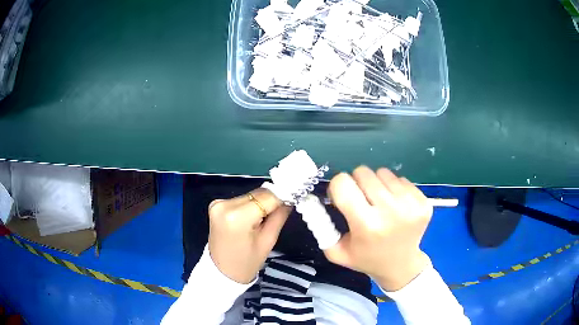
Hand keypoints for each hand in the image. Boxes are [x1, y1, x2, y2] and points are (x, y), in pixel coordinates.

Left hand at [208, 188, 290, 283]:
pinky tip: (252, 218)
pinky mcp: (216, 204)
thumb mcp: (268, 241)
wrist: (222, 271)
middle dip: (271, 200)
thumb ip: (279, 216)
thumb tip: (290, 198)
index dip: (282, 196)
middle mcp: (224, 205)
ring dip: (260, 203)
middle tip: (283, 209)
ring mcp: (218, 203)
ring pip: (250, 195)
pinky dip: (250, 205)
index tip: (294, 198)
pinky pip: (240, 199)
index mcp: (237, 217)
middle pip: (257, 194)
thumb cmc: (247, 262)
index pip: (267, 197)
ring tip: (265, 218)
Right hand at [324, 166, 432, 290]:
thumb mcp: (336, 251)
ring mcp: (411, 205)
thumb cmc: (366, 258)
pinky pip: (401, 179)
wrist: (401, 265)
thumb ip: (320, 226)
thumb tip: (312, 198)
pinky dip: (394, 189)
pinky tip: (396, 206)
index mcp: (367, 225)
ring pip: (383, 172)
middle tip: (361, 200)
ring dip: (377, 184)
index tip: (342, 197)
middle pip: (363, 172)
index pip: (343, 183)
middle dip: (357, 183)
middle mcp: (391, 212)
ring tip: (379, 204)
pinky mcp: (423, 201)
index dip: (338, 187)